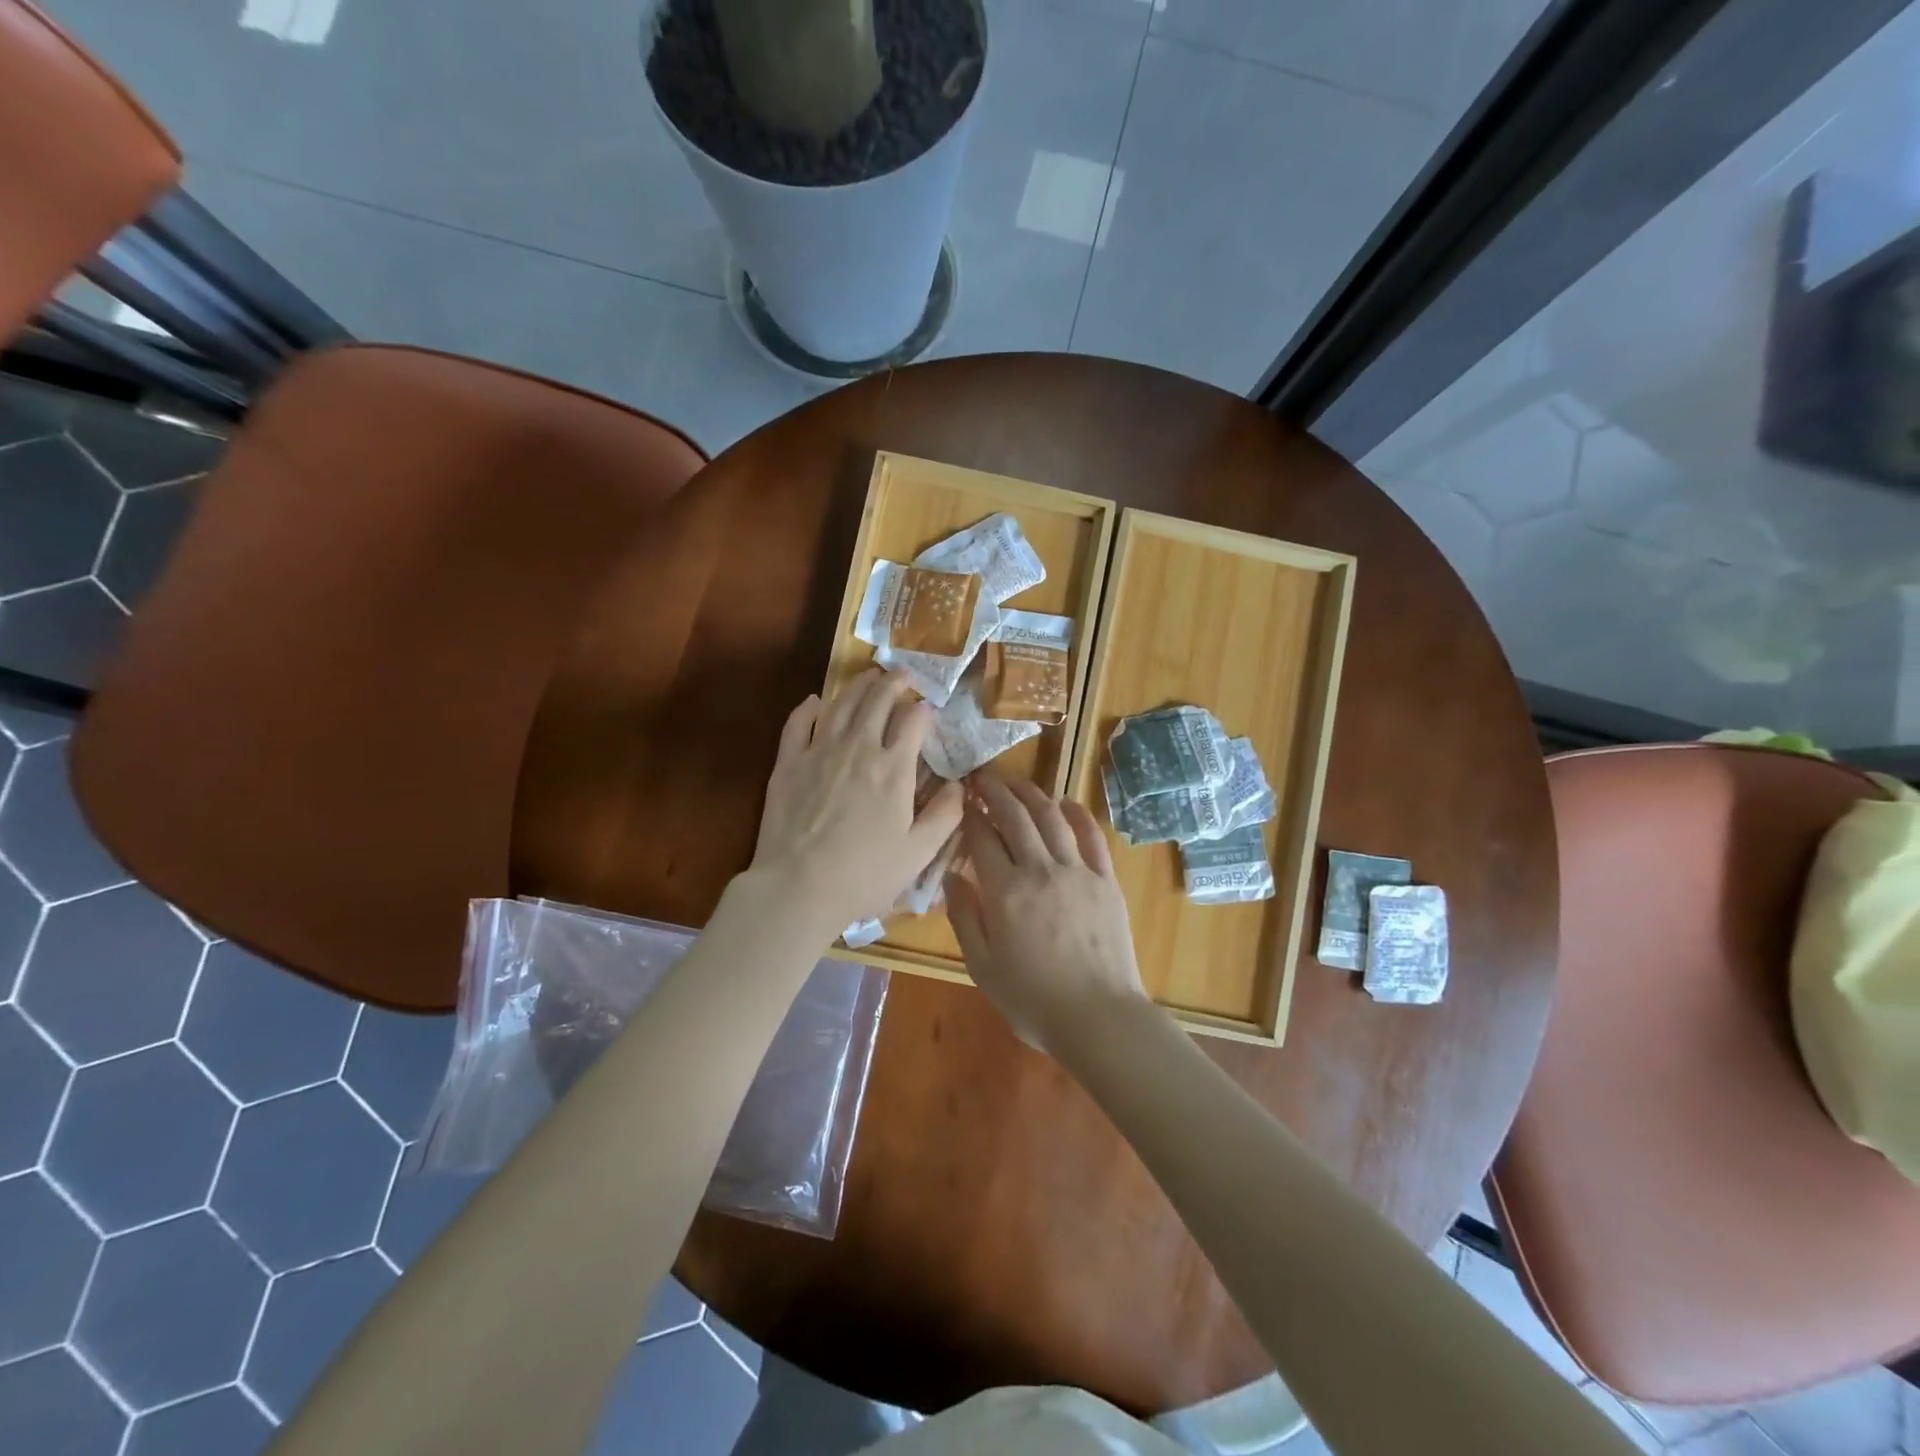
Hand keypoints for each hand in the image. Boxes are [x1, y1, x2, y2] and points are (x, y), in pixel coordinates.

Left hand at [752, 669, 962, 933]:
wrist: (798, 887)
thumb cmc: (864, 875)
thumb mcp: (918, 853)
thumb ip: (945, 816)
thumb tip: (959, 785)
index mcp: (894, 769)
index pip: (913, 721)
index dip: (924, 710)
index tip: (929, 709)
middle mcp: (859, 748)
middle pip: (878, 700)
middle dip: (894, 682)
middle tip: (903, 675)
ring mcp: (820, 751)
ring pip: (842, 703)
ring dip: (858, 685)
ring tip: (870, 675)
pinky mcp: (788, 762)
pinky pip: (798, 723)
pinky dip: (809, 708)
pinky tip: (815, 702)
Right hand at [945, 774, 1147, 1051]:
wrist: (1098, 1017)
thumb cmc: (1033, 1000)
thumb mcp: (982, 967)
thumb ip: (964, 917)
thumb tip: (951, 876)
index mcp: (1005, 893)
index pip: (982, 839)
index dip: (970, 816)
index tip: (962, 801)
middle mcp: (1040, 870)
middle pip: (1016, 817)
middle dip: (996, 793)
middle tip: (983, 779)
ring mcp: (1078, 871)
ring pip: (1052, 818)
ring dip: (1032, 794)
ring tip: (1016, 783)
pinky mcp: (1106, 879)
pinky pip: (1092, 836)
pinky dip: (1078, 813)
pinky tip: (1066, 802)